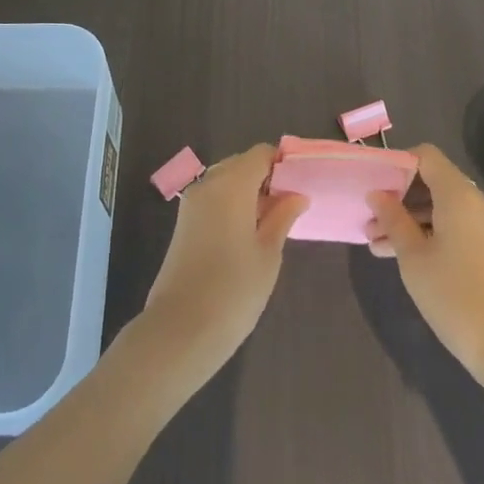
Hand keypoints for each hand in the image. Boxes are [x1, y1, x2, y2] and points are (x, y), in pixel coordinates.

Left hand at [140, 144, 307, 384]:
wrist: (181, 329)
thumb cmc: (234, 290)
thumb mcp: (268, 253)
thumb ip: (282, 217)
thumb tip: (297, 195)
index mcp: (231, 184)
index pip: (260, 154)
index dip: (282, 163)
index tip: (302, 182)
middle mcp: (208, 185)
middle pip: (241, 165)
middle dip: (266, 177)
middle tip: (291, 205)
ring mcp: (191, 203)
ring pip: (226, 182)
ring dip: (249, 192)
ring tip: (273, 221)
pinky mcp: (183, 223)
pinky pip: (213, 199)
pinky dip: (232, 204)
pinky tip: (249, 232)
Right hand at [368, 144, 483, 390]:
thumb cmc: (455, 295)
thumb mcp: (413, 257)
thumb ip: (393, 220)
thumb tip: (377, 194)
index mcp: (458, 195)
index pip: (425, 156)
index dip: (397, 163)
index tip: (373, 185)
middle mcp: (476, 203)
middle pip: (432, 182)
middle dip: (398, 198)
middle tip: (369, 222)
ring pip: (441, 209)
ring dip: (409, 220)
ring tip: (376, 246)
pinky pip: (455, 228)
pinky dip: (429, 234)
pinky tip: (403, 258)